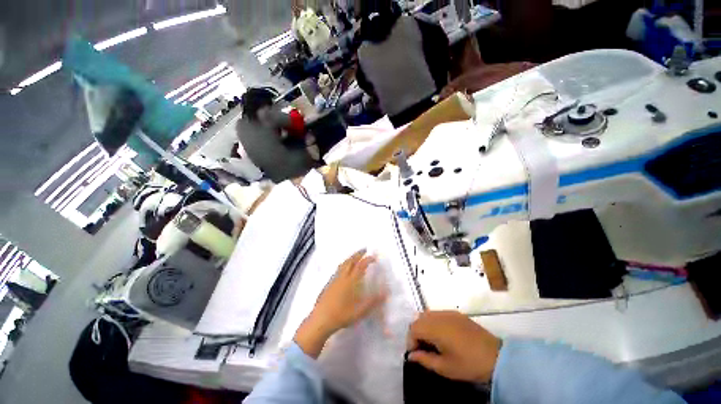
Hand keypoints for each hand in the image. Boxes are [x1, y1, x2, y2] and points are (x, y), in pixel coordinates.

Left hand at [295, 250, 387, 357]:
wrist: (321, 320)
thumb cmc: (342, 315)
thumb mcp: (360, 310)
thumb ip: (373, 301)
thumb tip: (386, 292)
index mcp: (351, 281)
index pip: (361, 265)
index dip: (368, 259)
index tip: (374, 257)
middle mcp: (342, 277)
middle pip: (350, 260)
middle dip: (358, 254)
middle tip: (364, 249)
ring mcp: (334, 279)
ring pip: (343, 264)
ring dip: (350, 257)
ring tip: (355, 256)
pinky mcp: (329, 283)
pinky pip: (338, 269)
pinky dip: (344, 264)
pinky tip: (344, 269)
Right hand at [407, 311, 500, 383]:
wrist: (496, 357)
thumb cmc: (468, 364)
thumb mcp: (445, 368)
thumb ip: (425, 359)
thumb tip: (411, 355)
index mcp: (435, 328)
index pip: (413, 328)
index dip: (411, 341)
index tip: (416, 354)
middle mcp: (439, 316)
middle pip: (418, 319)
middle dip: (417, 332)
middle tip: (423, 348)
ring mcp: (448, 312)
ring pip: (427, 314)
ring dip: (424, 326)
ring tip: (432, 341)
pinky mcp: (456, 313)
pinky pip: (438, 313)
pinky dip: (434, 322)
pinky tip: (443, 334)